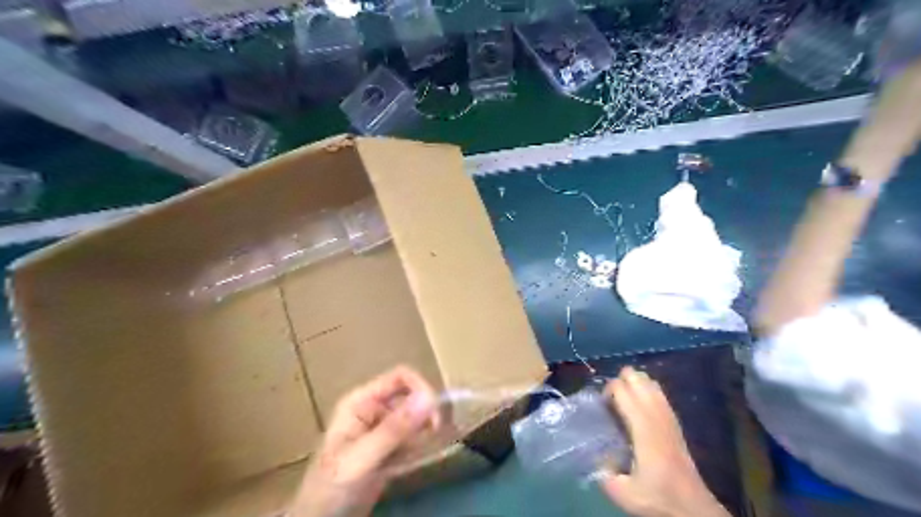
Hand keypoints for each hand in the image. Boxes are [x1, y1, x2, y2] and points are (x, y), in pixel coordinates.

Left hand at [293, 365, 438, 516]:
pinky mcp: (387, 448)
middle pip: (409, 396)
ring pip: (413, 417)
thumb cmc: (332, 485)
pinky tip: (415, 460)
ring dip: (424, 431)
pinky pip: (412, 437)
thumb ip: (395, 429)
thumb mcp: (362, 457)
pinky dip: (420, 445)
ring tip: (420, 452)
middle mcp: (373, 409)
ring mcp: (380, 429)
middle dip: (425, 412)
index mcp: (361, 401)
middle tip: (436, 434)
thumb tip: (430, 398)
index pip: (399, 378)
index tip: (435, 416)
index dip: (421, 388)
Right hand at [602, 366, 729, 516]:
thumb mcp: (622, 492)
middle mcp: (656, 415)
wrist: (693, 507)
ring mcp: (668, 416)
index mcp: (642, 427)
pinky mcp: (675, 421)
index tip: (601, 406)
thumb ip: (603, 471)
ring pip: (650, 382)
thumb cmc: (657, 496)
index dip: (607, 390)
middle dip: (620, 381)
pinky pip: (660, 393)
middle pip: (636, 378)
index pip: (622, 389)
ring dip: (634, 384)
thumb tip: (596, 453)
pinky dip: (646, 390)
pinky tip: (639, 403)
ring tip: (623, 400)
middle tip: (611, 401)